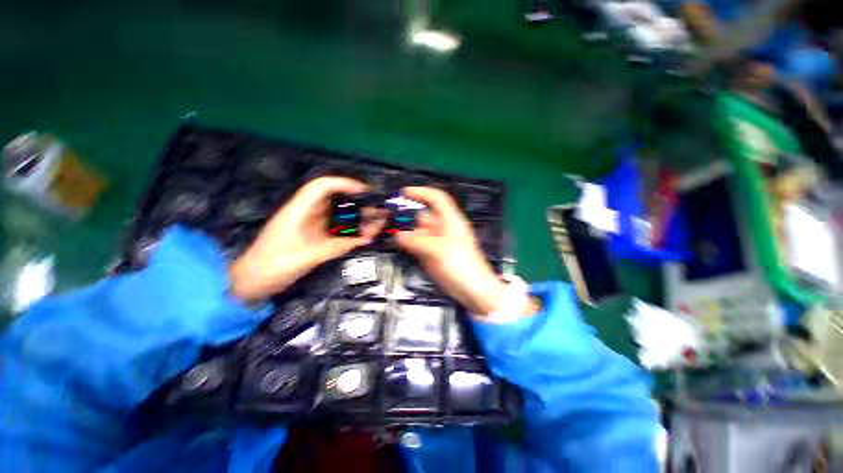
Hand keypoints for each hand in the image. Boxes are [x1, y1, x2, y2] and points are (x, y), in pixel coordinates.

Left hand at [229, 177, 384, 301]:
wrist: (253, 283)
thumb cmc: (273, 266)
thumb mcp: (308, 256)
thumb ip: (339, 245)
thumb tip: (368, 236)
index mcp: (299, 210)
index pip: (322, 187)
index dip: (344, 184)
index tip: (365, 191)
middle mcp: (308, 215)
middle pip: (336, 201)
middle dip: (359, 202)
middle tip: (380, 208)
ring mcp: (313, 227)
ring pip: (340, 216)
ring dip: (359, 218)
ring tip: (380, 220)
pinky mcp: (317, 239)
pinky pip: (339, 231)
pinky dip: (354, 232)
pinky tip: (368, 234)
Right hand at [395, 187, 505, 316]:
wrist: (471, 289)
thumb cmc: (462, 265)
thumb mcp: (439, 251)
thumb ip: (417, 241)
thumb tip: (399, 235)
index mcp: (450, 220)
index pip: (437, 199)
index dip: (422, 192)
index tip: (404, 192)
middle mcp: (442, 228)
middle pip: (423, 215)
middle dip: (408, 215)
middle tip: (389, 218)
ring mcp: (436, 241)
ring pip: (418, 230)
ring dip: (406, 231)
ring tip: (390, 232)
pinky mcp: (431, 253)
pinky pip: (417, 244)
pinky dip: (408, 243)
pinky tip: (398, 244)